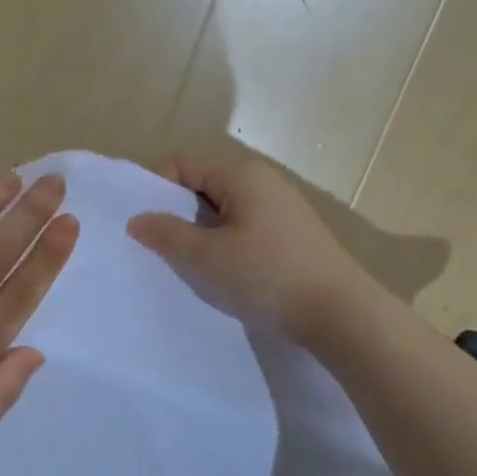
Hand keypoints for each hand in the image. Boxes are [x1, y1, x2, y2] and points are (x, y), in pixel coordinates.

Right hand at [126, 154, 373, 341]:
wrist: (339, 311)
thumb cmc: (265, 276)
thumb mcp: (205, 258)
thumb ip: (165, 235)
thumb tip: (137, 219)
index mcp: (241, 174)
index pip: (183, 163)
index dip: (157, 190)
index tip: (149, 228)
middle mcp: (263, 180)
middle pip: (204, 185)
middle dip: (180, 215)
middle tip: (167, 252)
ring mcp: (282, 206)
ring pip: (225, 210)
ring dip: (204, 234)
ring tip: (198, 268)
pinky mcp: (293, 233)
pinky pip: (247, 227)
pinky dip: (229, 244)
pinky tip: (231, 275)